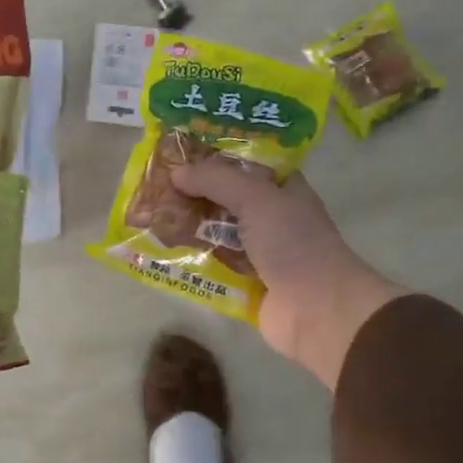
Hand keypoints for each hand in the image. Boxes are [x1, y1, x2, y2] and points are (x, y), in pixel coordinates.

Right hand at [169, 162, 404, 388]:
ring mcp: (256, 250)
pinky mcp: (243, 281)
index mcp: (281, 189)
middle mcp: (269, 216)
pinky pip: (210, 264)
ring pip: (213, 231)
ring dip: (185, 225)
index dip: (212, 156)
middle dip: (190, 192)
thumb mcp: (256, 198)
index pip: (243, 163)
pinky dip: (188, 258)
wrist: (317, 310)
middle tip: (150, 184)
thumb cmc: (293, 243)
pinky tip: (157, 250)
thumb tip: (176, 173)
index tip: (175, 152)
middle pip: (223, 197)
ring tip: (146, 215)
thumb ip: (215, 180)